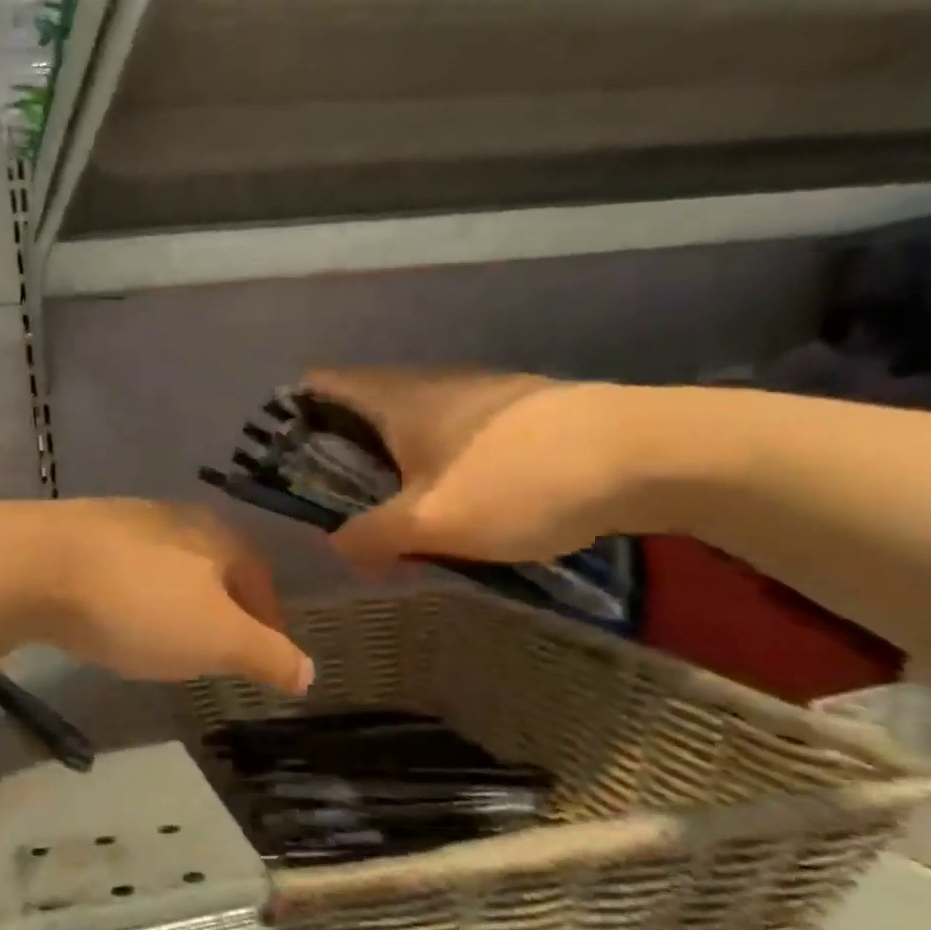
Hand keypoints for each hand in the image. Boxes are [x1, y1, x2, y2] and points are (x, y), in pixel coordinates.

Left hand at [18, 500, 313, 694]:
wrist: (35, 565)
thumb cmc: (140, 603)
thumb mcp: (217, 638)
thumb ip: (266, 654)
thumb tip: (309, 671)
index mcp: (217, 537)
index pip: (259, 578)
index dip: (269, 620)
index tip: (266, 656)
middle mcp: (174, 518)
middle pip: (214, 568)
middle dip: (223, 609)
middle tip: (219, 651)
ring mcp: (123, 521)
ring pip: (167, 567)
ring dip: (176, 601)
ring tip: (168, 638)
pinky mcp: (78, 533)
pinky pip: (123, 568)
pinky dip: (133, 595)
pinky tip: (115, 616)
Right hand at [300, 368, 630, 571]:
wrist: (649, 454)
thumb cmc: (519, 481)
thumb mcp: (431, 522)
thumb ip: (370, 537)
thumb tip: (336, 546)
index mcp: (395, 398)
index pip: (319, 384)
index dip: (289, 414)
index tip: (281, 461)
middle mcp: (428, 384)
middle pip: (359, 408)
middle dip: (338, 455)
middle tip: (332, 507)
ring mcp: (477, 395)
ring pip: (408, 425)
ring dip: (388, 467)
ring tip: (390, 519)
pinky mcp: (516, 414)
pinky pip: (450, 437)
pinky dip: (433, 467)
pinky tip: (454, 508)